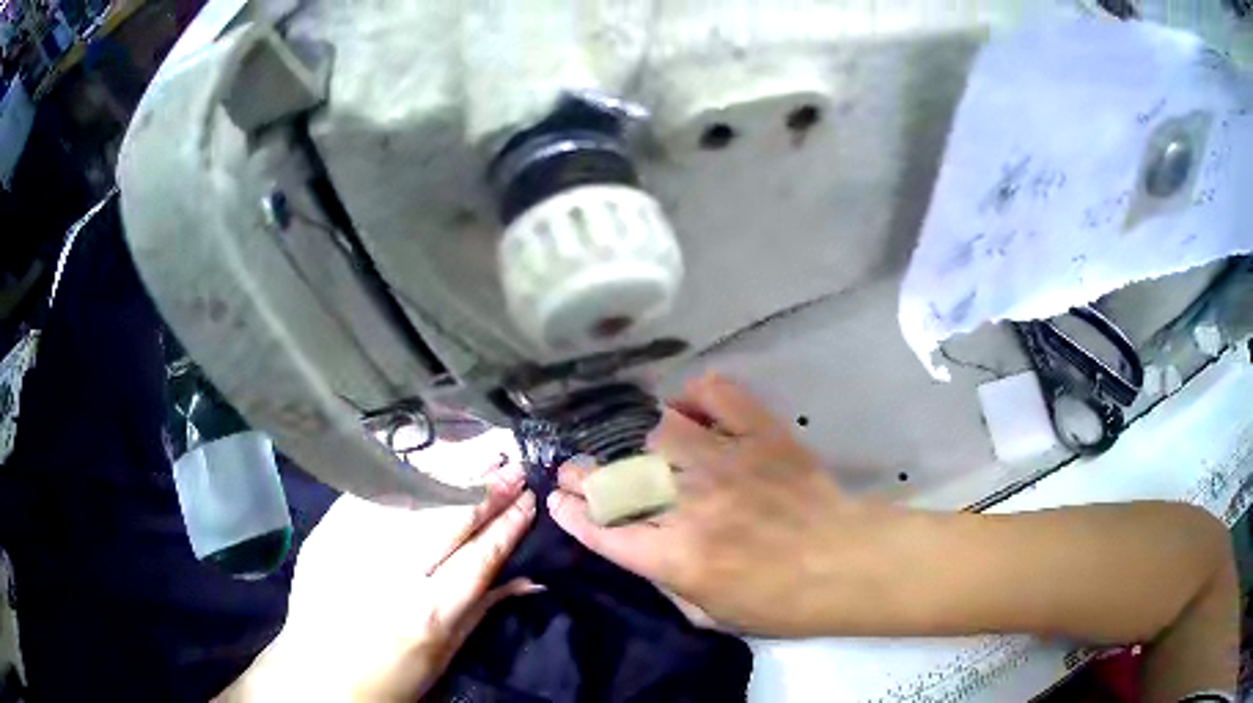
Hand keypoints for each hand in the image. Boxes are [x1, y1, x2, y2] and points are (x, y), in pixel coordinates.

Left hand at [221, 466, 536, 701]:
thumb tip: (531, 578)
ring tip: (476, 450)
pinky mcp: (325, 534)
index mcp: (429, 614)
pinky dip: (400, 475)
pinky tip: (423, 460)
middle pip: (447, 518)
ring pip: (409, 496)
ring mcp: (353, 548)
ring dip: (448, 470)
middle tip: (511, 464)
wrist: (321, 676)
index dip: (509, 524)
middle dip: (486, 488)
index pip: (481, 555)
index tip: (529, 498)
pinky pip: (368, 494)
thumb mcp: (447, 654)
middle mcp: (392, 575)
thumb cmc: (393, 676)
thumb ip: (485, 608)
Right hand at [548, 374, 904, 636]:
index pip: (603, 530)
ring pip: (659, 430)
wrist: (846, 563)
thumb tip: (639, 545)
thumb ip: (666, 580)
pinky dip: (696, 394)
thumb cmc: (781, 601)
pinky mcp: (761, 435)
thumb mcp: (710, 614)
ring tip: (638, 443)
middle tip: (577, 469)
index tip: (559, 499)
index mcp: (677, 557)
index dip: (572, 514)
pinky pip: (718, 394)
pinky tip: (689, 406)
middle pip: (619, 477)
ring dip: (638, 437)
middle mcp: (692, 505)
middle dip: (586, 473)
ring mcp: (727, 463)